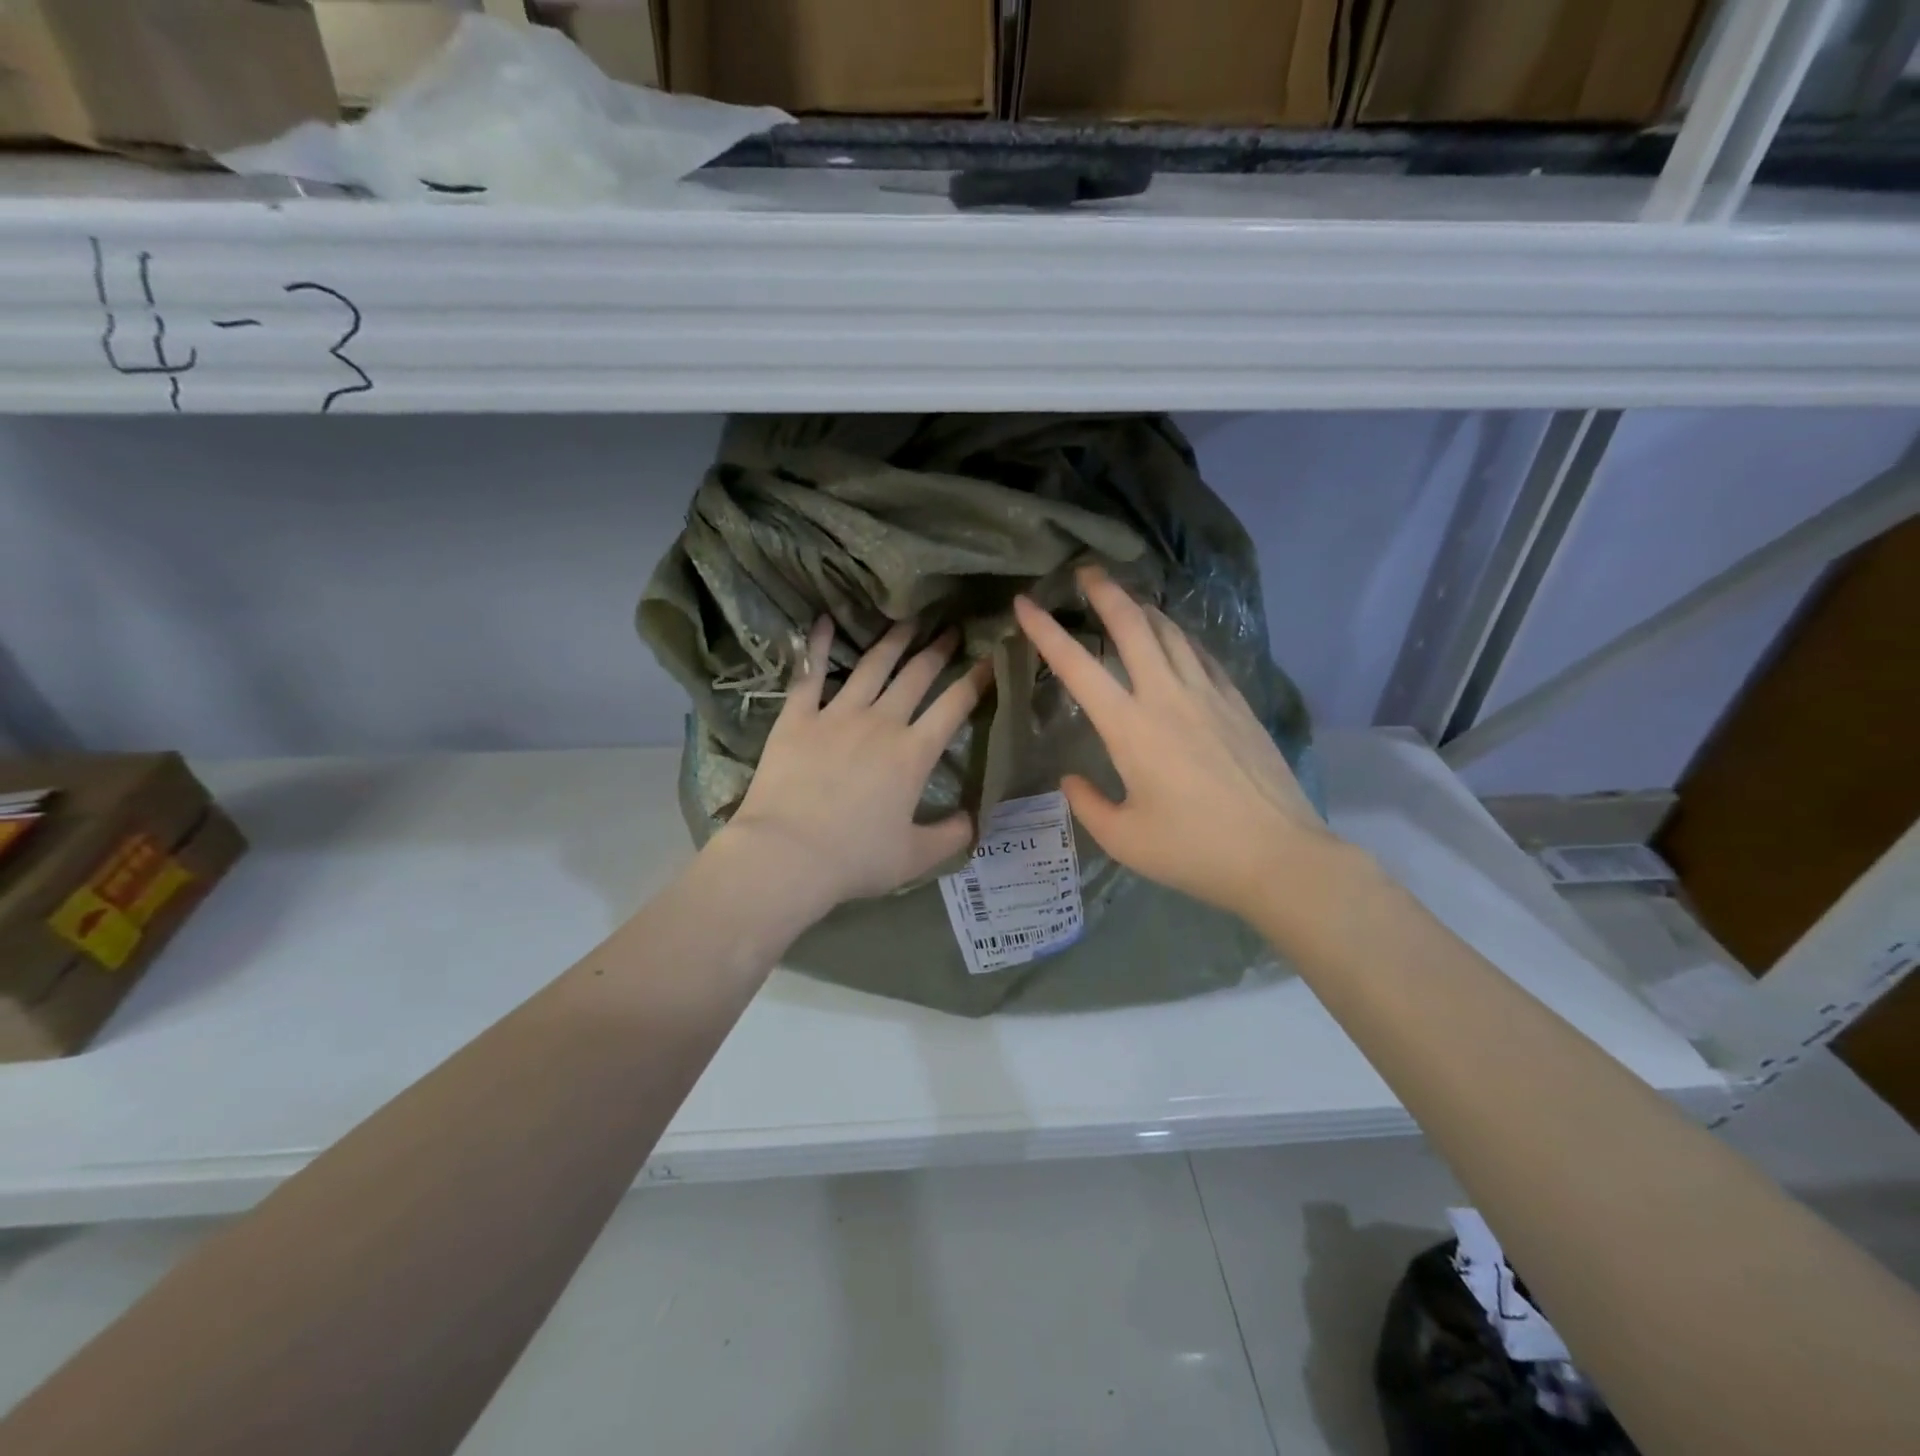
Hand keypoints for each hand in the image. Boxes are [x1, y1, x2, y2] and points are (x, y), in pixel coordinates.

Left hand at [715, 618, 992, 911]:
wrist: (787, 855)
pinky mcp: (798, 717)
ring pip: (872, 667)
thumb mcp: (916, 857)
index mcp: (913, 753)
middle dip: (939, 650)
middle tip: (952, 627)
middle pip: (916, 676)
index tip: (992, 658)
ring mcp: (837, 715)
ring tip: (909, 620)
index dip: (977, 679)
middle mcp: (881, 723)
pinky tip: (826, 621)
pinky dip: (820, 646)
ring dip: (894, 641)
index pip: (955, 706)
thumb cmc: (855, 858)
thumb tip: (976, 819)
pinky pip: (811, 674)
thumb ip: (953, 836)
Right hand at [1013, 566, 1338, 923]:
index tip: (1025, 602)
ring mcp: (1209, 695)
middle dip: (1105, 592)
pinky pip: (1202, 655)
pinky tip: (1175, 640)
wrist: (1279, 855)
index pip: (1077, 667)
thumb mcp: (1123, 839)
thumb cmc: (1193, 850)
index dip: (1046, 631)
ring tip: (1127, 599)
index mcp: (1130, 728)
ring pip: (1171, 632)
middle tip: (1086, 571)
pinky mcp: (1238, 704)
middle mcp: (1167, 697)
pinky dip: (1179, 637)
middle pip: (1133, 626)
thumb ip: (1087, 804)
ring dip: (1144, 608)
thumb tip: (1070, 779)